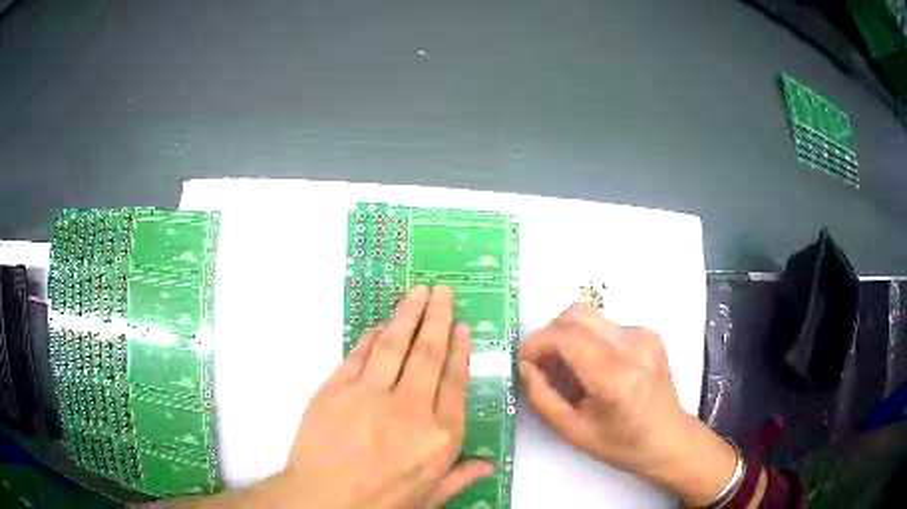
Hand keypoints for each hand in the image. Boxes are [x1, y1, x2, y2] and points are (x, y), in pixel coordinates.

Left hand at [282, 285, 491, 508]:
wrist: (322, 502)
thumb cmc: (380, 505)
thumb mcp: (429, 499)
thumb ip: (459, 478)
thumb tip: (488, 466)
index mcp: (438, 437)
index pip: (454, 382)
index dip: (459, 350)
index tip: (461, 326)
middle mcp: (409, 410)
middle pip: (427, 355)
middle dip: (437, 318)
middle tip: (442, 291)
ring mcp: (369, 395)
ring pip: (394, 345)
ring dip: (407, 315)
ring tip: (418, 292)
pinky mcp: (336, 389)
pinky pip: (358, 355)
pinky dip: (371, 336)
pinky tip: (381, 324)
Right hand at [519, 304, 738, 506]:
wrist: (668, 438)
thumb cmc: (620, 444)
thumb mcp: (571, 431)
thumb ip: (541, 396)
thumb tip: (526, 365)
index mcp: (615, 378)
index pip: (566, 337)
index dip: (537, 343)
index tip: (525, 361)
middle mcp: (633, 347)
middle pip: (576, 315)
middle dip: (550, 335)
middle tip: (542, 364)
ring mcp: (644, 336)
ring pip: (589, 317)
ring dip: (568, 337)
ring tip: (568, 370)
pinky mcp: (648, 333)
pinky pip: (605, 326)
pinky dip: (588, 341)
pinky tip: (592, 368)